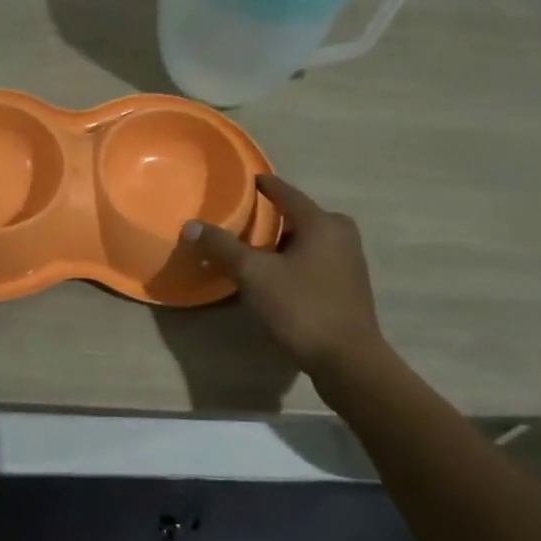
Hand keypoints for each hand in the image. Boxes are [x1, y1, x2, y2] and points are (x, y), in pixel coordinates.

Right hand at [182, 174, 383, 375]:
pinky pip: (316, 259)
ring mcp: (350, 260)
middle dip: (272, 216)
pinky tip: (277, 274)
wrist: (347, 360)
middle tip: (243, 220)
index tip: (244, 181)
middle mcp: (341, 233)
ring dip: (284, 241)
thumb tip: (190, 225)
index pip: (285, 192)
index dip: (263, 185)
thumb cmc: (301, 307)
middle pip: (299, 215)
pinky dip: (296, 259)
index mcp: (321, 222)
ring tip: (254, 248)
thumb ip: (222, 247)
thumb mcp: (254, 275)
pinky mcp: (350, 285)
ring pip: (309, 239)